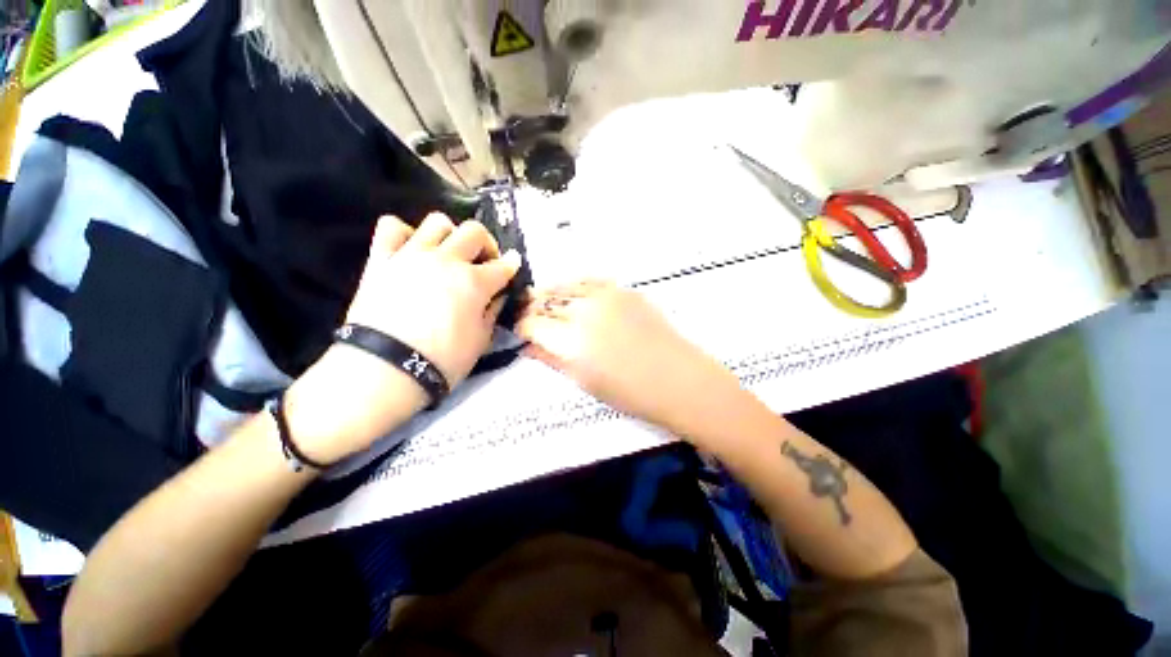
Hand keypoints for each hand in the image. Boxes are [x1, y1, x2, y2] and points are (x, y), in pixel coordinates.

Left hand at [285, 214, 522, 462]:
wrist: (385, 369)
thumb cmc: (443, 360)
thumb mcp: (481, 340)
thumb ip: (492, 312)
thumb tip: (497, 295)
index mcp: (474, 283)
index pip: (503, 266)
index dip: (512, 265)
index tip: (513, 264)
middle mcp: (447, 261)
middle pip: (474, 232)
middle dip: (487, 244)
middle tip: (483, 261)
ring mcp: (412, 256)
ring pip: (437, 222)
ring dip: (449, 235)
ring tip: (448, 253)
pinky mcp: (382, 260)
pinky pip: (391, 227)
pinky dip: (404, 233)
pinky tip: (411, 249)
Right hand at [516, 281, 741, 438]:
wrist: (677, 378)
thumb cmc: (630, 392)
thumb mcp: (583, 381)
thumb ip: (551, 359)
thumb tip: (527, 346)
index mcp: (570, 341)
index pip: (532, 324)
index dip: (521, 326)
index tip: (519, 331)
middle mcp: (584, 311)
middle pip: (546, 301)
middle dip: (532, 309)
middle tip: (528, 316)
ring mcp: (605, 296)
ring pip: (566, 286)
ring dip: (551, 294)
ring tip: (545, 302)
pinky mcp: (623, 290)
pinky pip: (590, 280)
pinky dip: (575, 286)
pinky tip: (572, 293)